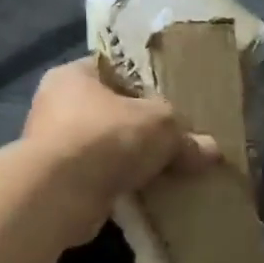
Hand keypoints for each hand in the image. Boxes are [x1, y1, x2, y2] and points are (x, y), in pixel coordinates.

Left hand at [23, 59, 220, 243]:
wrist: (58, 193)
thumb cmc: (107, 136)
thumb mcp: (162, 126)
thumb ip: (186, 136)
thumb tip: (212, 150)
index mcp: (73, 75)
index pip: (112, 69)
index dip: (142, 81)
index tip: (169, 99)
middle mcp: (55, 105)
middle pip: (109, 111)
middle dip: (139, 127)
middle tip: (172, 138)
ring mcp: (51, 146)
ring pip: (103, 147)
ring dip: (128, 160)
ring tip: (164, 169)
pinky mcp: (54, 182)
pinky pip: (97, 177)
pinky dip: (117, 184)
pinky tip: (145, 193)